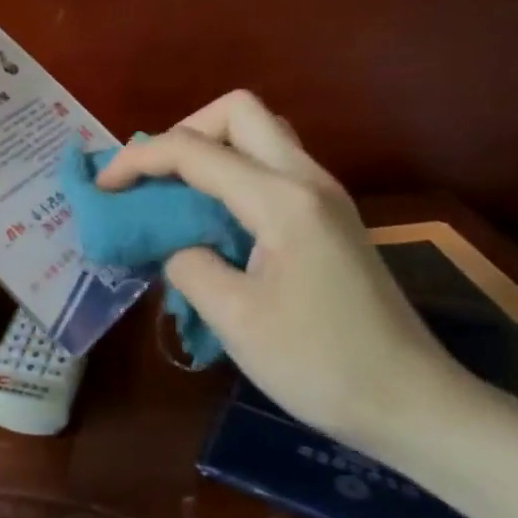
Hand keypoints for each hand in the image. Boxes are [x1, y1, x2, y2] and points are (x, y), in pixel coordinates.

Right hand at [96, 91, 475, 458]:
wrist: (413, 404)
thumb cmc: (320, 364)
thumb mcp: (234, 318)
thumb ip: (187, 264)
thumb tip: (173, 245)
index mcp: (282, 200)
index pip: (195, 150)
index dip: (139, 159)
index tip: (104, 188)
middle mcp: (307, 180)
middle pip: (238, 112)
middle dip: (183, 133)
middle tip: (153, 179)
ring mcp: (324, 197)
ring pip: (259, 135)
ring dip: (209, 150)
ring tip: (175, 195)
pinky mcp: (329, 218)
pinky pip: (271, 167)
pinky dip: (230, 174)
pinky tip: (212, 219)